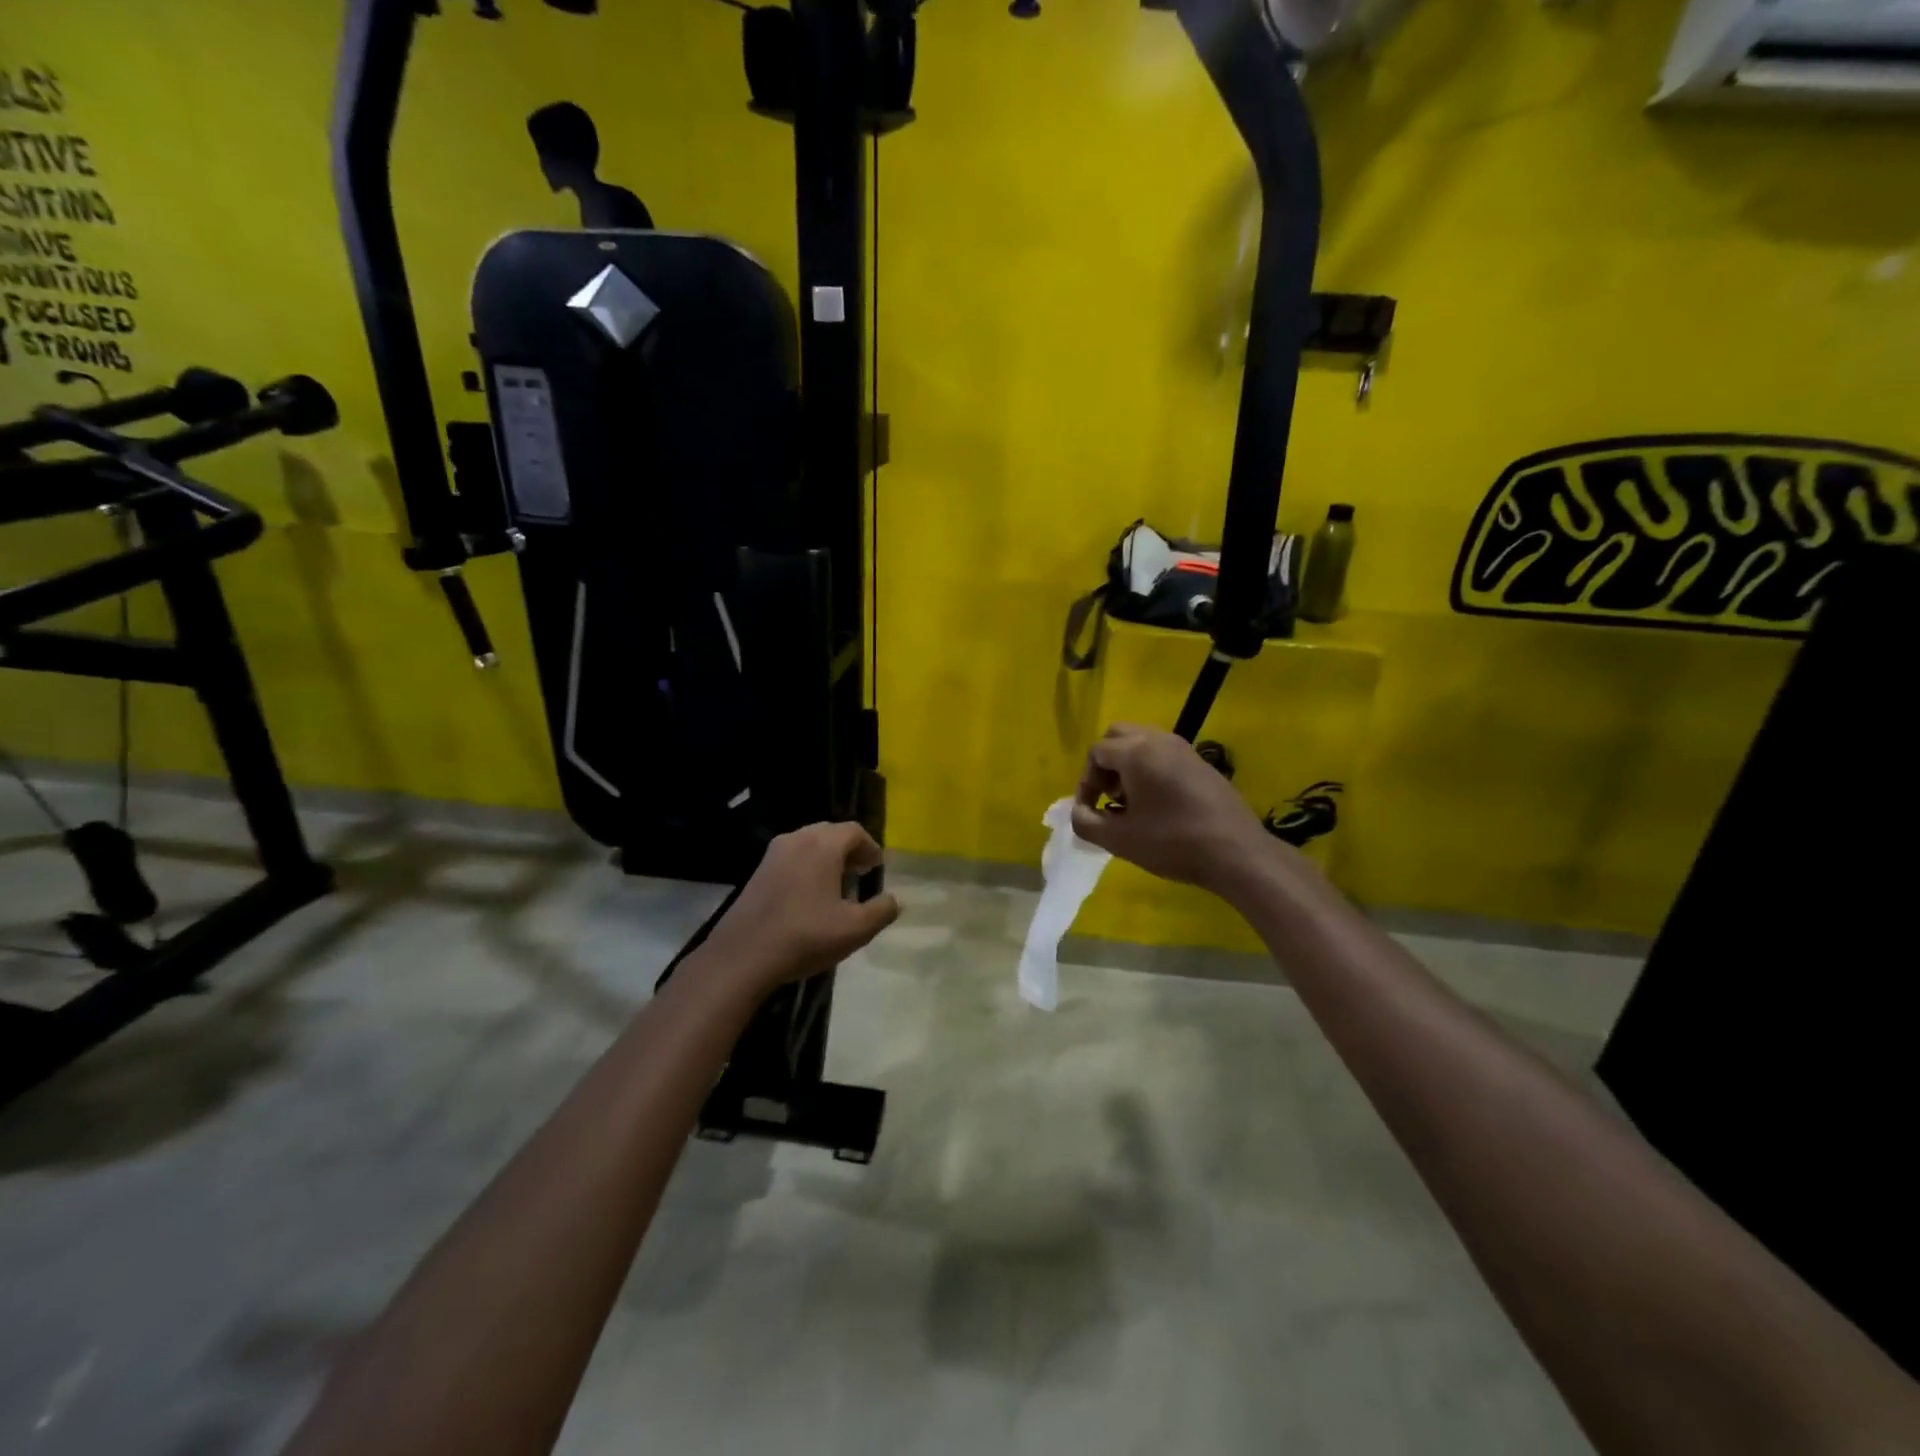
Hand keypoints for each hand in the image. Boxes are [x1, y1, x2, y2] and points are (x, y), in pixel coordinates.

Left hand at [700, 822, 899, 994]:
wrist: (743, 956)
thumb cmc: (805, 936)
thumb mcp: (855, 929)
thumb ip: (882, 911)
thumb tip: (895, 900)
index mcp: (823, 845)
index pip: (853, 831)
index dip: (870, 847)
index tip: (876, 867)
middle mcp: (797, 840)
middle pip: (830, 833)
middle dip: (849, 849)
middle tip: (860, 871)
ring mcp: (773, 854)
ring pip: (808, 844)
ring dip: (827, 858)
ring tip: (837, 885)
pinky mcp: (757, 872)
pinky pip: (791, 858)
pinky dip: (806, 866)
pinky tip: (809, 896)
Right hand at [1070, 723, 1286, 895]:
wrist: (1237, 853)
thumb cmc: (1172, 843)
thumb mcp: (1119, 839)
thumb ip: (1086, 822)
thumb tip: (1078, 811)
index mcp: (1136, 752)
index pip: (1096, 752)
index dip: (1086, 782)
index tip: (1091, 811)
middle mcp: (1159, 740)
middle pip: (1118, 736)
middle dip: (1106, 764)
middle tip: (1109, 797)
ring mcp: (1184, 749)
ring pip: (1143, 743)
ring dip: (1128, 766)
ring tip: (1131, 803)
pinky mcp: (1202, 763)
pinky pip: (1164, 754)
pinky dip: (1151, 769)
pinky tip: (1158, 805)